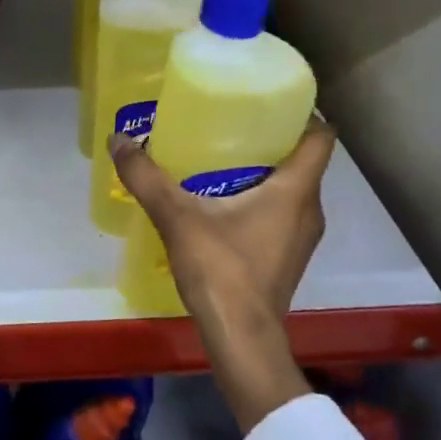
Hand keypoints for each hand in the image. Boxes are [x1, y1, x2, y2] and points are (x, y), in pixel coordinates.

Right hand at [110, 118, 336, 431]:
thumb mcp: (178, 217)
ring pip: (292, 188)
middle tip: (230, 122)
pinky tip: (222, 201)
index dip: (304, 112)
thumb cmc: (222, 270)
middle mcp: (310, 209)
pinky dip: (261, 199)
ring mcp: (302, 237)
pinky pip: (282, 213)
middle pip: (302, 159)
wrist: (242, 339)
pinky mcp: (288, 256)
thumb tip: (118, 140)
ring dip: (265, 170)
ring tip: (221, 156)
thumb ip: (147, 177)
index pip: (322, 136)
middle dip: (271, 138)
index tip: (270, 100)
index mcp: (296, 190)